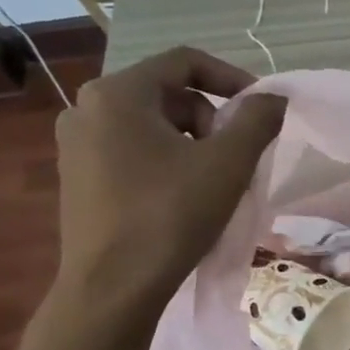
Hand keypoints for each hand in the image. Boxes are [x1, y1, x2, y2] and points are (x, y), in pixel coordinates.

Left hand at [53, 47, 284, 316]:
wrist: (113, 288)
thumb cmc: (170, 215)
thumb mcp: (227, 164)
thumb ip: (257, 121)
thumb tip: (274, 99)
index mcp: (118, 93)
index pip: (185, 61)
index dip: (232, 77)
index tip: (261, 109)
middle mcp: (86, 108)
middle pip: (168, 93)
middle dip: (211, 117)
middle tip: (237, 154)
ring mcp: (75, 145)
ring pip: (151, 124)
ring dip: (192, 141)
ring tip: (215, 179)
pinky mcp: (77, 177)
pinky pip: (131, 150)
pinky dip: (166, 160)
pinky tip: (183, 196)